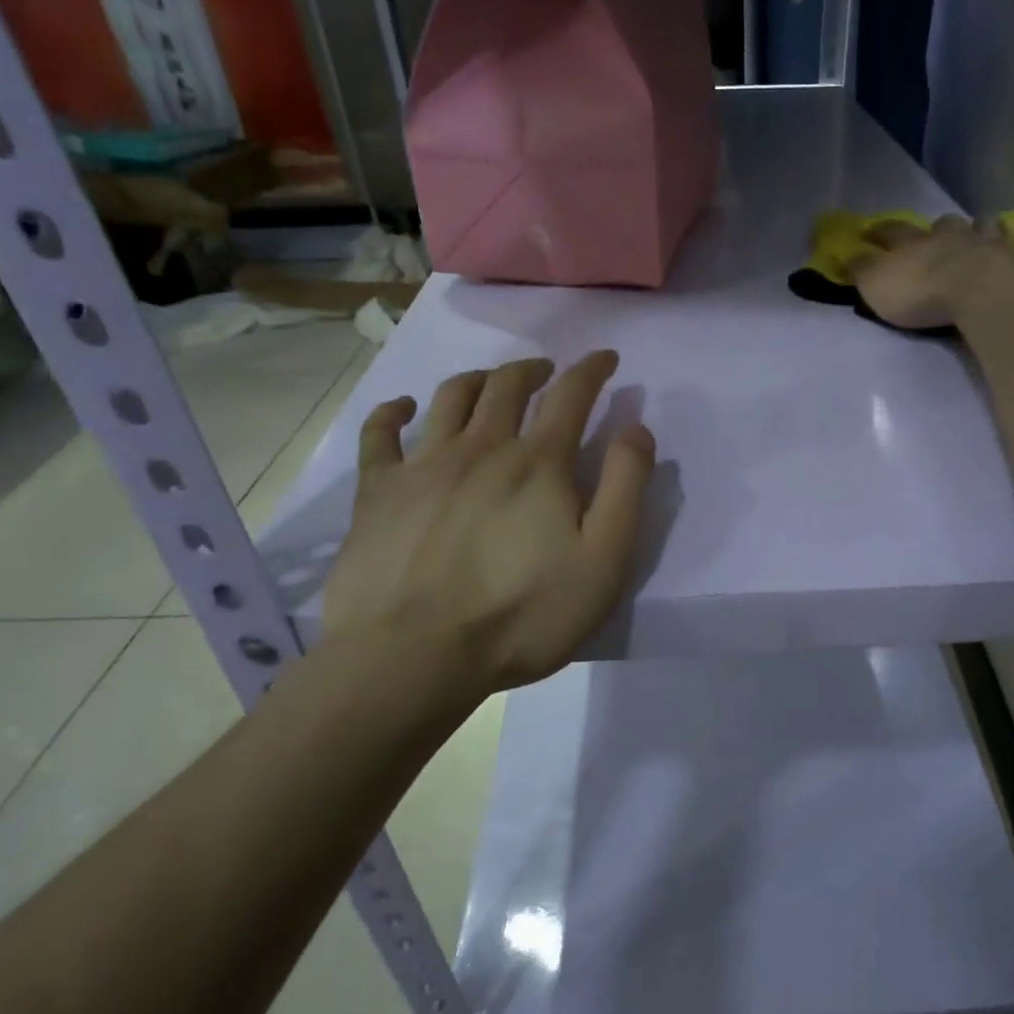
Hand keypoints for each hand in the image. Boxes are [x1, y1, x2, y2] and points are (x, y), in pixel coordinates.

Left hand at [322, 351, 654, 697]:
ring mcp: (423, 464)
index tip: (605, 358)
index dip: (592, 370)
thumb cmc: (521, 615)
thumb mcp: (602, 560)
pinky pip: (380, 433)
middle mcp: (481, 447)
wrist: (412, 655)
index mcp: (538, 463)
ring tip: (490, 382)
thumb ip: (624, 489)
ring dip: (477, 379)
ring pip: (451, 397)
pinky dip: (393, 411)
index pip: (572, 395)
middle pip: (508, 385)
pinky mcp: (377, 491)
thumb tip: (636, 428)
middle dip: (534, 369)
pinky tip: (404, 408)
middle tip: (547, 370)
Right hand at [847, 215, 1013, 330]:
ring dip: (984, 229)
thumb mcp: (877, 285)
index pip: (891, 231)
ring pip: (987, 229)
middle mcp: (953, 238)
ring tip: (986, 231)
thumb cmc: (921, 293)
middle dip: (940, 227)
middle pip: (945, 225)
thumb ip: (863, 270)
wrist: (979, 293)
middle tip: (941, 231)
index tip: (870, 230)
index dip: (878, 231)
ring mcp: (990, 247)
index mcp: (914, 243)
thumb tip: (849, 254)